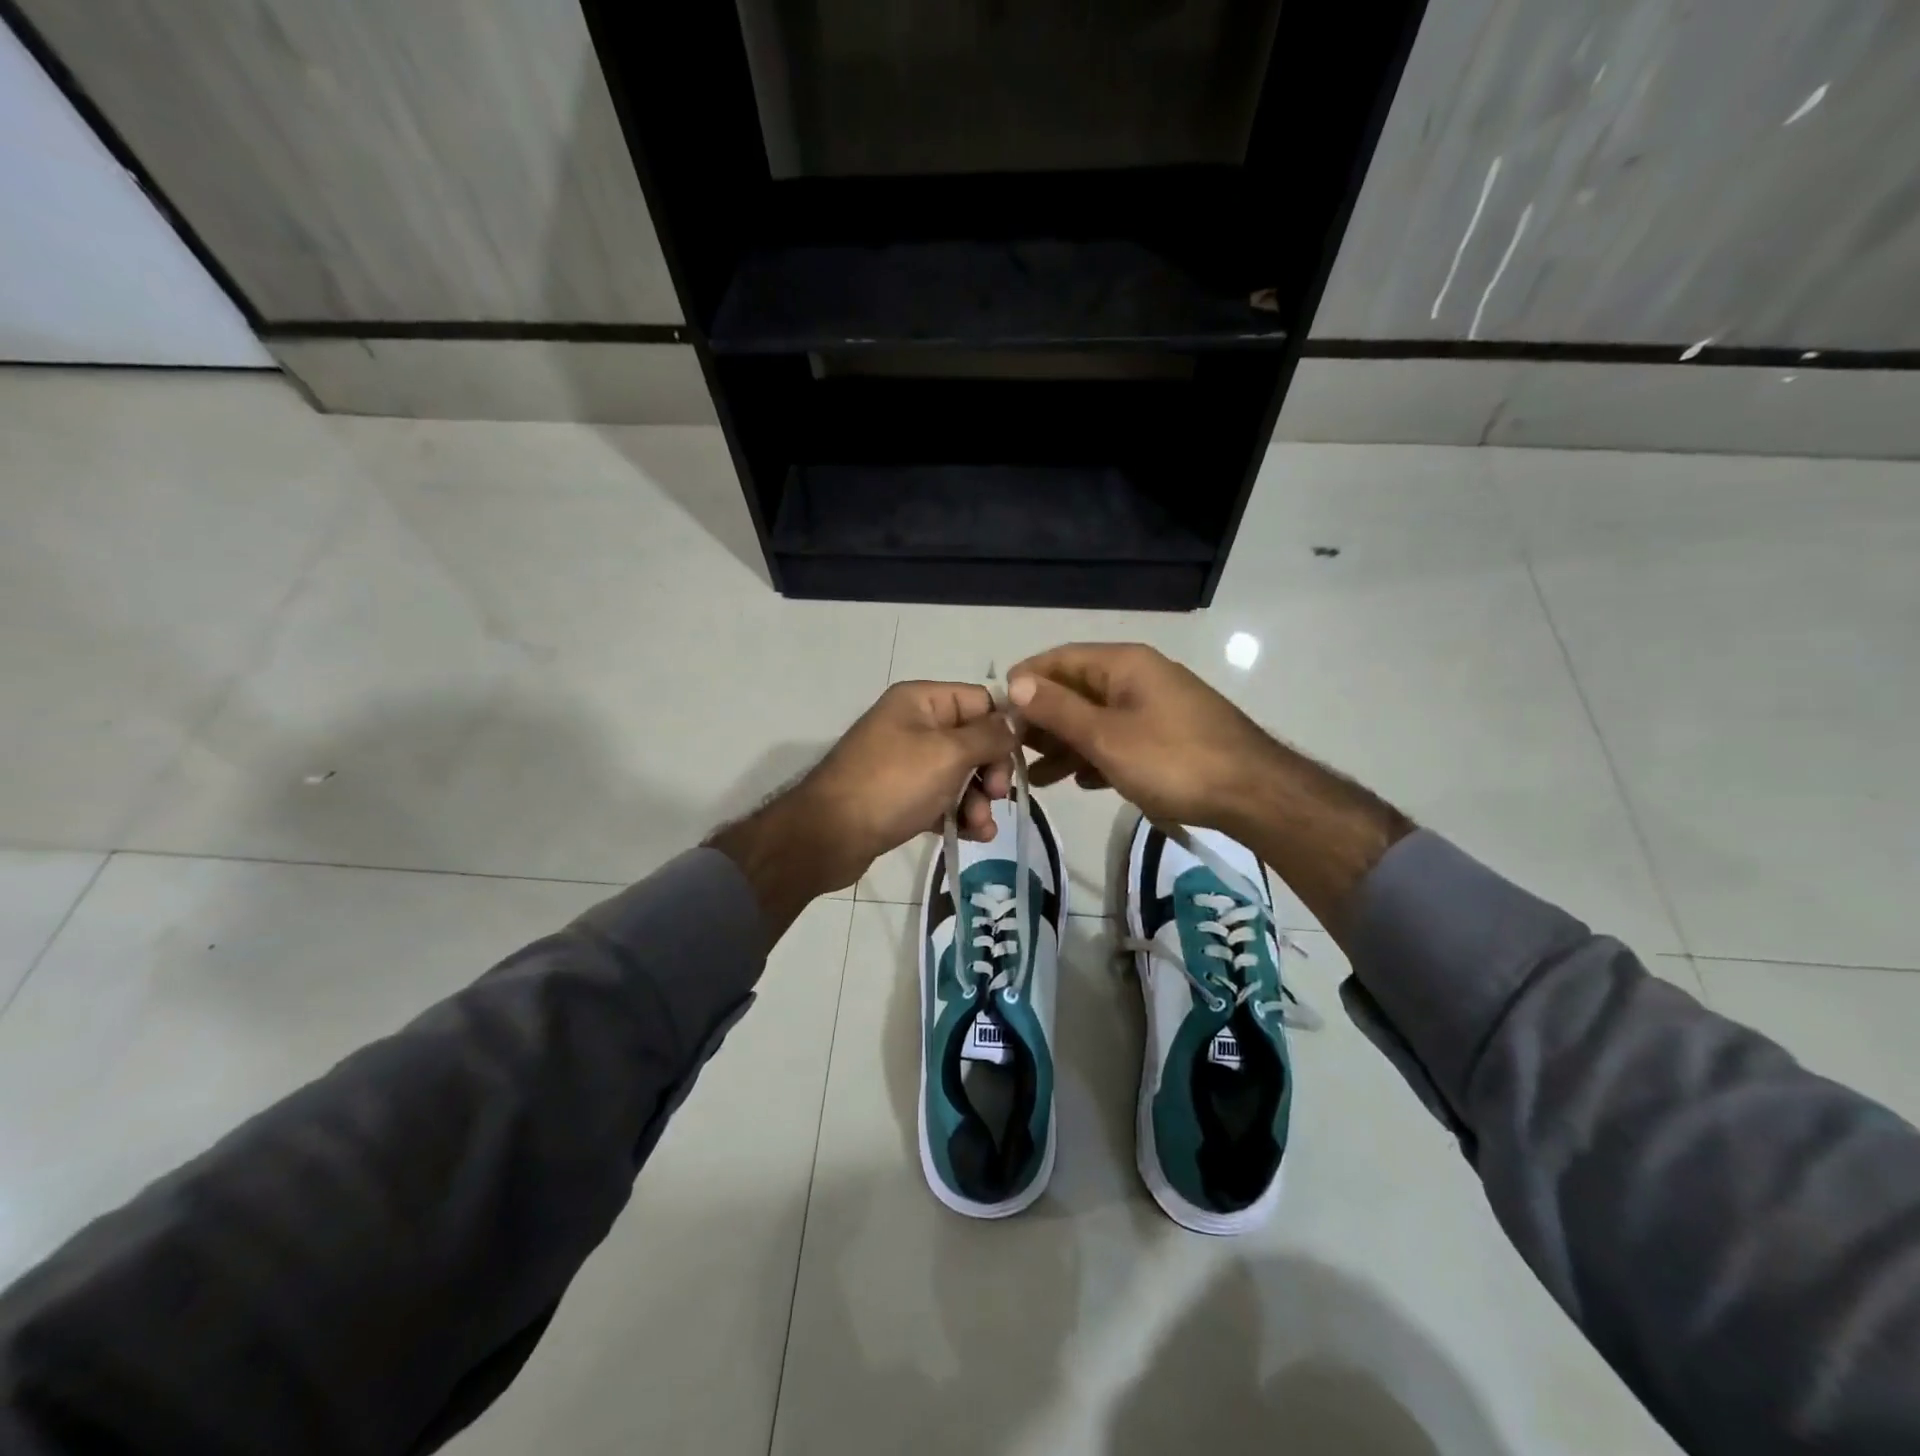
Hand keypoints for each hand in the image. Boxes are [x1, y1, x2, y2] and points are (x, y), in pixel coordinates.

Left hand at [795, 680, 1018, 886]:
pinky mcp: (900, 797)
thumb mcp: (948, 753)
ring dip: (978, 800)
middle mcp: (913, 724)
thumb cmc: (892, 784)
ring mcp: (905, 763)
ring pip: (960, 774)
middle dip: (991, 770)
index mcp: (921, 700)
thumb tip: (1015, 722)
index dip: (1004, 728)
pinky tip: (972, 836)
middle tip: (997, 796)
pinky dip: (958, 814)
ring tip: (981, 828)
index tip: (1019, 761)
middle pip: (973, 740)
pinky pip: (941, 799)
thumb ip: (989, 735)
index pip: (980, 701)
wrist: (828, 836)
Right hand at [1007, 643, 1277, 833]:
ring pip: (1096, 719)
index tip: (996, 715)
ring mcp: (1155, 706)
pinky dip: (1096, 756)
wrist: (1253, 795)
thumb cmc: (1173, 760)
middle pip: (1076, 690)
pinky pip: (1119, 738)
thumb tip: (1014, 682)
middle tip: (1012, 754)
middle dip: (1042, 721)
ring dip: (1065, 745)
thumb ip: (1058, 709)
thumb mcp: (1106, 736)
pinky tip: (1081, 782)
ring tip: (1035, 779)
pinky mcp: (1168, 735)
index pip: (1059, 659)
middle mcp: (1138, 677)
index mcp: (1123, 664)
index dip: (1025, 682)